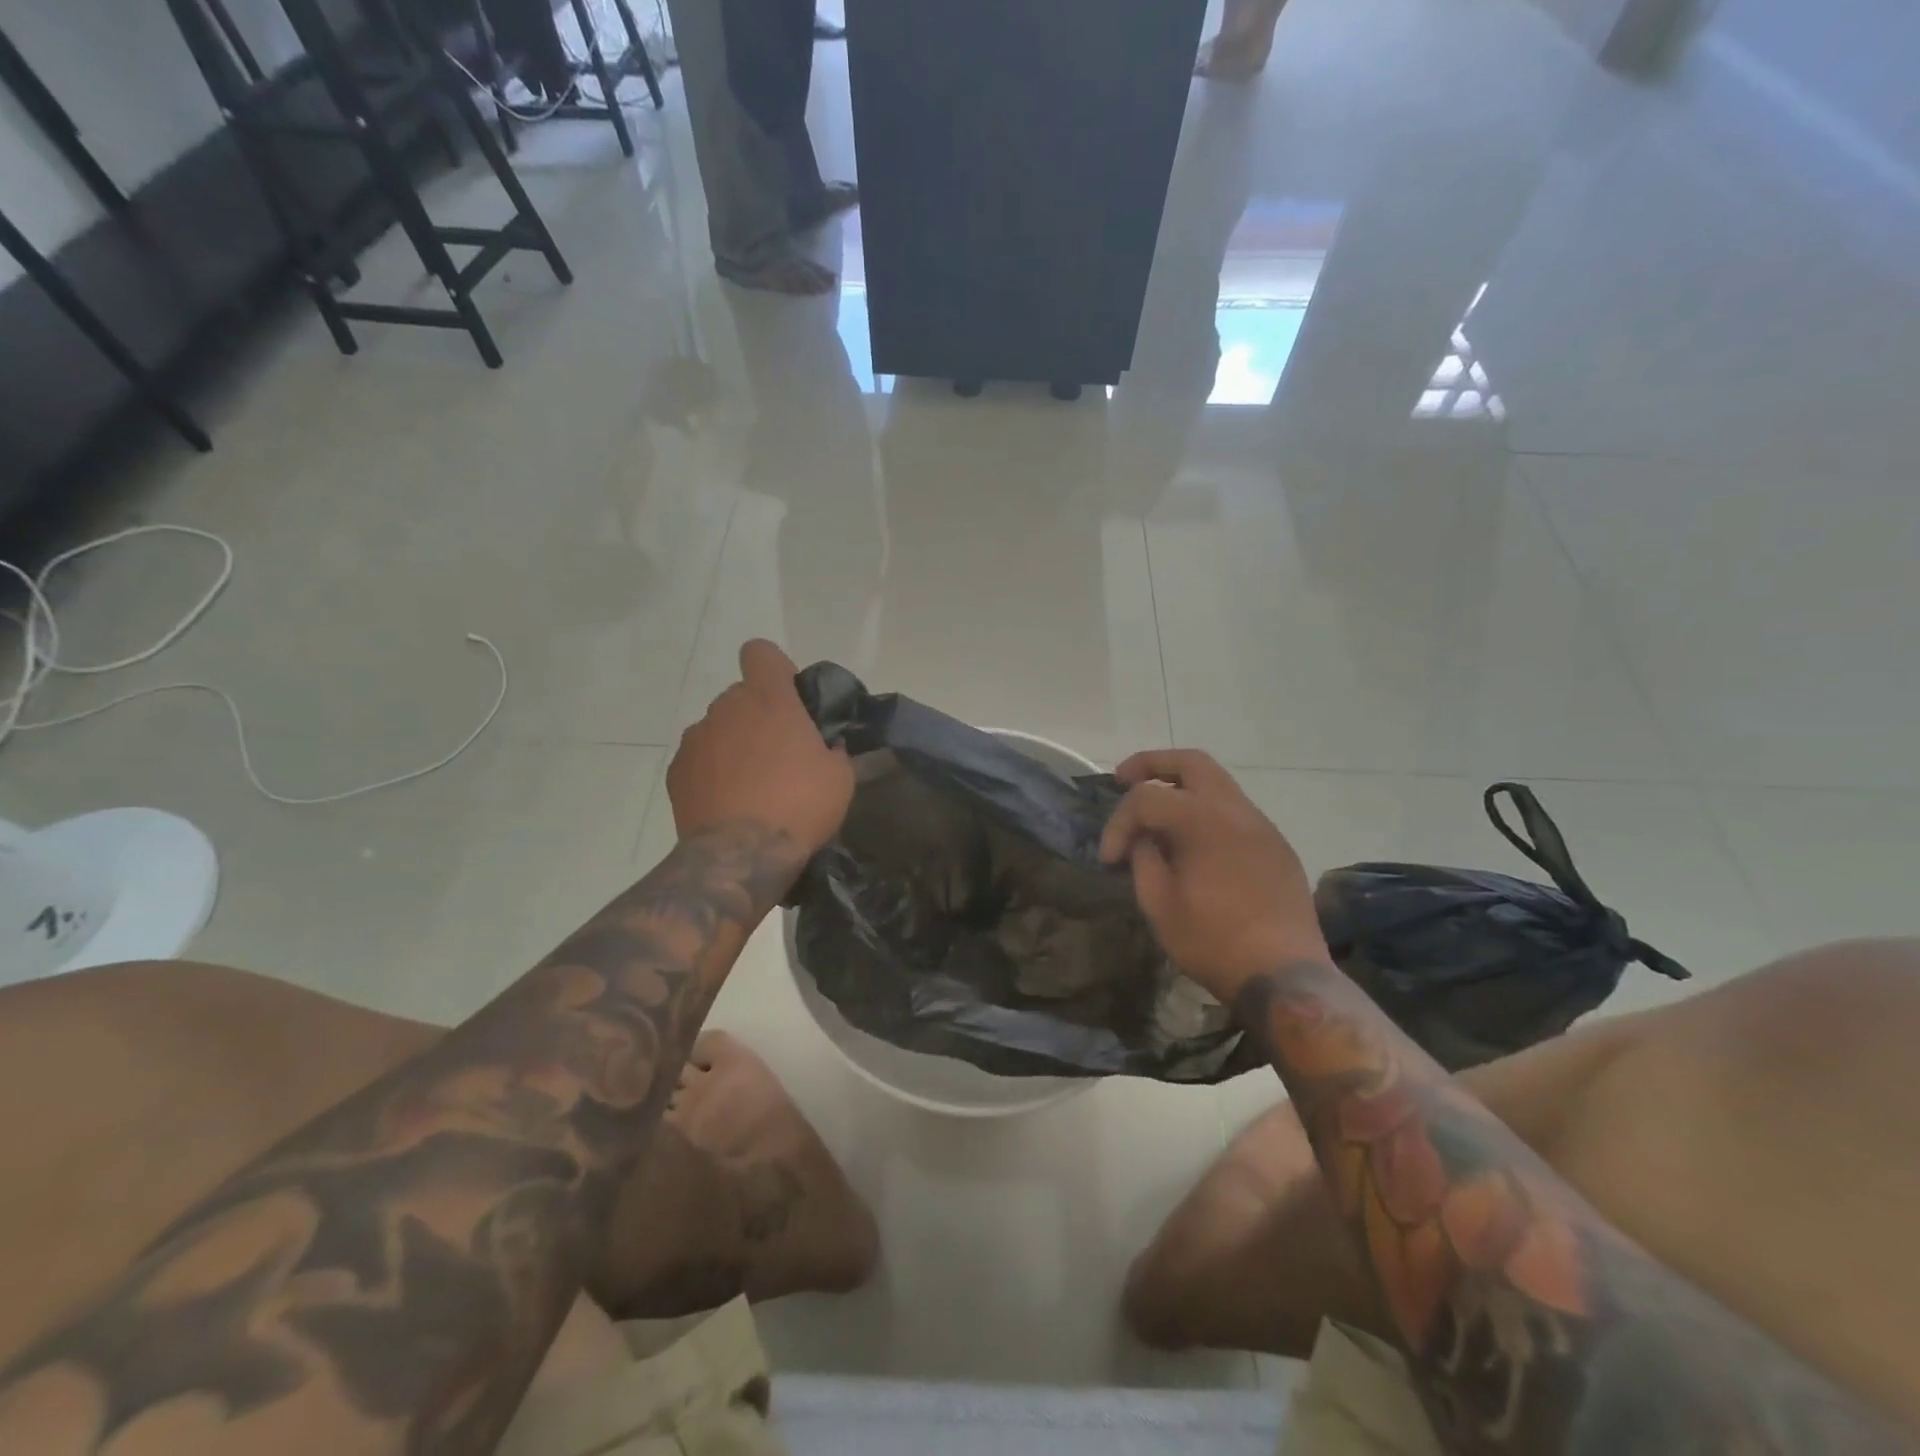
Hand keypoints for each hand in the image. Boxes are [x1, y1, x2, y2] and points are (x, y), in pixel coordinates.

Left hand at [669, 641, 852, 858]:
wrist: (741, 856)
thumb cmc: (800, 805)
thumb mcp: (840, 777)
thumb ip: (832, 749)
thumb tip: (825, 747)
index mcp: (769, 699)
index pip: (761, 653)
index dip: (776, 670)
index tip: (791, 700)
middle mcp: (727, 708)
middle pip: (741, 696)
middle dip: (758, 716)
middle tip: (780, 754)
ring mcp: (696, 739)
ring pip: (718, 728)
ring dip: (734, 745)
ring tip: (751, 786)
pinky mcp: (676, 771)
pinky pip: (699, 759)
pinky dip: (711, 772)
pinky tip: (728, 803)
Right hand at [1099, 749, 1327, 1003]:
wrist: (1284, 975)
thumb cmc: (1213, 941)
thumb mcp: (1159, 904)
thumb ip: (1144, 859)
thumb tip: (1144, 840)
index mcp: (1203, 819)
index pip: (1147, 799)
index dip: (1119, 823)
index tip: (1109, 858)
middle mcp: (1236, 810)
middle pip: (1192, 762)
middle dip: (1153, 764)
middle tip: (1124, 778)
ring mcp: (1262, 826)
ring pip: (1219, 784)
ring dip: (1183, 788)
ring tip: (1158, 813)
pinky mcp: (1277, 847)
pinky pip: (1236, 812)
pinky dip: (1208, 812)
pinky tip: (1194, 842)